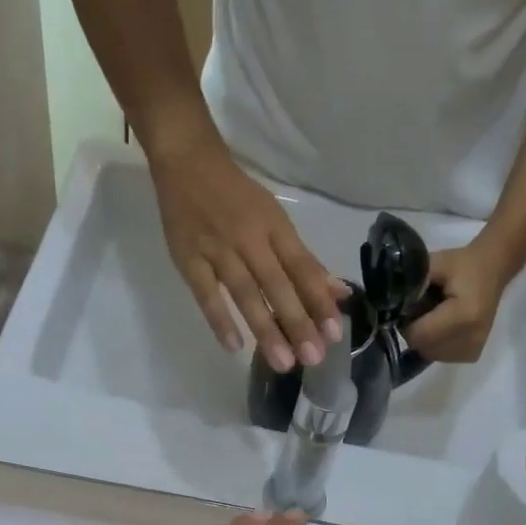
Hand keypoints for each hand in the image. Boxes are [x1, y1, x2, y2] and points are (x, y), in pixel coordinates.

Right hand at [151, 137, 344, 369]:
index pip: (303, 268)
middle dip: (297, 322)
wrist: (187, 162)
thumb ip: (304, 261)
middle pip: (277, 285)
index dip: (319, 301)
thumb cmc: (237, 197)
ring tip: (283, 362)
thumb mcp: (276, 221)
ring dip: (265, 328)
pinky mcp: (188, 259)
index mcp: (274, 227)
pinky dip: (219, 319)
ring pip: (245, 293)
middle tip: (313, 358)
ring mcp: (217, 249)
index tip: (335, 333)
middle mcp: (249, 238)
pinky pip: (205, 293)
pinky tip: (234, 347)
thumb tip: (338, 294)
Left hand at [403, 240, 522, 363]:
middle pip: (423, 347)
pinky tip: (444, 326)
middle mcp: (471, 338)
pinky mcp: (472, 355)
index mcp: (465, 316)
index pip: (419, 335)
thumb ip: (412, 283)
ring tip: (435, 316)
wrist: (493, 270)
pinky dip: (435, 343)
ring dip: (424, 338)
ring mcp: (473, 349)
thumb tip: (390, 303)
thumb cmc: (462, 265)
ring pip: (429, 353)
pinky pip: (440, 356)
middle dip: (415, 330)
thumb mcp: (435, 263)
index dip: (407, 322)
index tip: (409, 307)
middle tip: (422, 309)